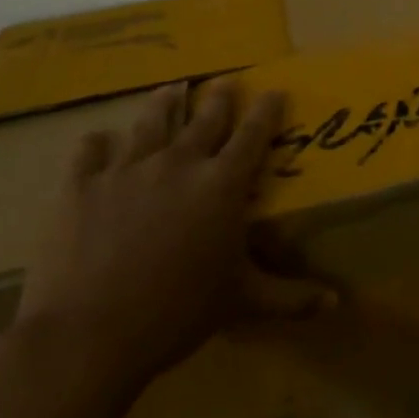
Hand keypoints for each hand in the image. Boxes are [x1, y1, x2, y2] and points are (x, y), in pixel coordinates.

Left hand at [14, 79, 329, 398]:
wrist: (88, 335)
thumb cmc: (177, 314)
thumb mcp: (242, 303)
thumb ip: (291, 298)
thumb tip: (338, 304)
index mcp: (222, 185)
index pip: (253, 134)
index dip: (267, 110)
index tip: (274, 90)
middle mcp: (179, 163)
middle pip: (205, 118)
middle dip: (220, 98)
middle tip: (225, 82)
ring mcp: (127, 169)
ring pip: (151, 122)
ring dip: (165, 103)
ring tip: (171, 89)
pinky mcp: (81, 185)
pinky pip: (91, 150)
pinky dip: (99, 144)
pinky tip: (101, 142)